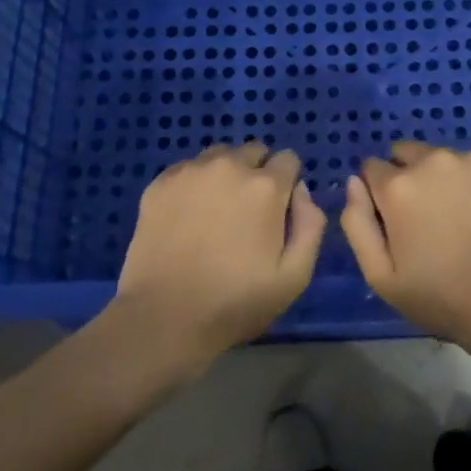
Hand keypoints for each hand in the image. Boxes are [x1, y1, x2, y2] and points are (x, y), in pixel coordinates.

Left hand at [113, 142, 326, 368]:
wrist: (163, 318)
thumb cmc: (235, 302)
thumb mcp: (294, 277)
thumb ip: (311, 225)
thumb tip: (301, 191)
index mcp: (266, 186)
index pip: (289, 159)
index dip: (287, 183)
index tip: (278, 211)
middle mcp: (229, 166)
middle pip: (254, 151)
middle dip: (258, 173)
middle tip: (247, 212)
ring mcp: (191, 171)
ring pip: (220, 155)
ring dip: (226, 174)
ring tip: (216, 211)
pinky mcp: (160, 183)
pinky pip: (188, 169)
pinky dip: (195, 183)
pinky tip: (188, 216)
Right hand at [340, 142, 470, 351]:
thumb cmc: (440, 296)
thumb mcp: (380, 276)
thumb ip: (356, 223)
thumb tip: (354, 183)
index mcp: (399, 185)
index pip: (370, 168)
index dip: (377, 195)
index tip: (392, 222)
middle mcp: (433, 160)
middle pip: (405, 153)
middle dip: (406, 177)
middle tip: (424, 218)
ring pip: (442, 158)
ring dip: (440, 178)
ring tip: (458, 220)